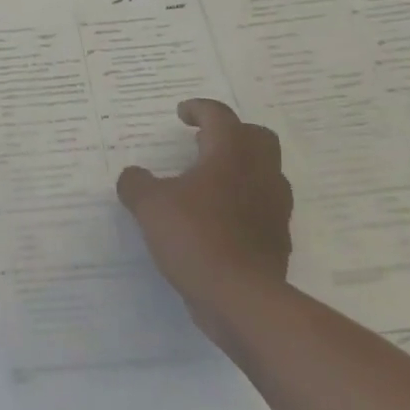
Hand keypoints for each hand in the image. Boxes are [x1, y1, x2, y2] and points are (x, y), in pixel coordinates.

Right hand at [117, 99, 292, 345]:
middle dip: (232, 133)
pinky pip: (263, 207)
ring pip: (265, 172)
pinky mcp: (277, 239)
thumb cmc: (195, 237)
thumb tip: (133, 176)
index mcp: (230, 155)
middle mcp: (259, 174)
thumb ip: (136, 184)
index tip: (182, 114)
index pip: (220, 116)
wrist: (242, 300)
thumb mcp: (149, 205)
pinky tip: (217, 219)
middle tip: (203, 142)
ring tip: (208, 181)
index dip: (199, 109)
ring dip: (241, 168)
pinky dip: (243, 203)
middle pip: (257, 137)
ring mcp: (274, 208)